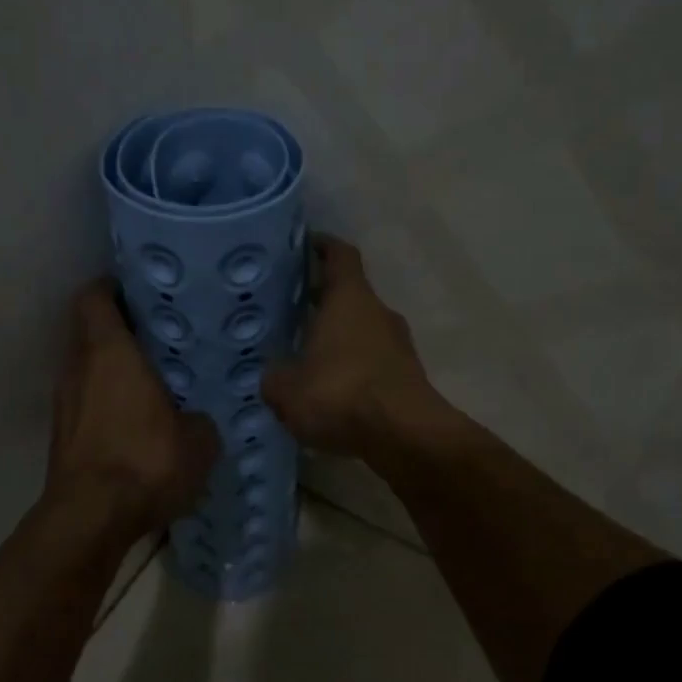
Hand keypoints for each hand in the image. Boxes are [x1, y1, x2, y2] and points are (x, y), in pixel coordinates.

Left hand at [45, 279, 220, 543]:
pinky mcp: (61, 435)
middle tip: (158, 336)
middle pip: (89, 331)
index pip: (94, 297)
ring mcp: (64, 402)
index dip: (112, 288)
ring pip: (85, 368)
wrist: (90, 518)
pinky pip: (84, 402)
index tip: (141, 291)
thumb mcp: (198, 440)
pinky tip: (133, 422)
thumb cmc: (145, 460)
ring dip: (110, 369)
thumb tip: (197, 418)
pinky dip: (104, 402)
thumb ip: (200, 418)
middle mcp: (78, 367)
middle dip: (118, 329)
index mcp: (109, 351)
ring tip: (150, 380)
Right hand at [263, 236, 447, 458]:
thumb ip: (274, 376)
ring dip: (338, 338)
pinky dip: (352, 367)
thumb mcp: (286, 390)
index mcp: (349, 298)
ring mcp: (398, 344)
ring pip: (361, 330)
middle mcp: (378, 312)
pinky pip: (373, 361)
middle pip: (349, 294)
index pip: (340, 255)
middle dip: (321, 300)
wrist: (405, 436)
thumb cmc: (341, 394)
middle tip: (289, 310)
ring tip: (306, 356)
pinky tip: (331, 391)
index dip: (322, 246)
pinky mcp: (407, 375)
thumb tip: (274, 374)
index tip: (304, 245)